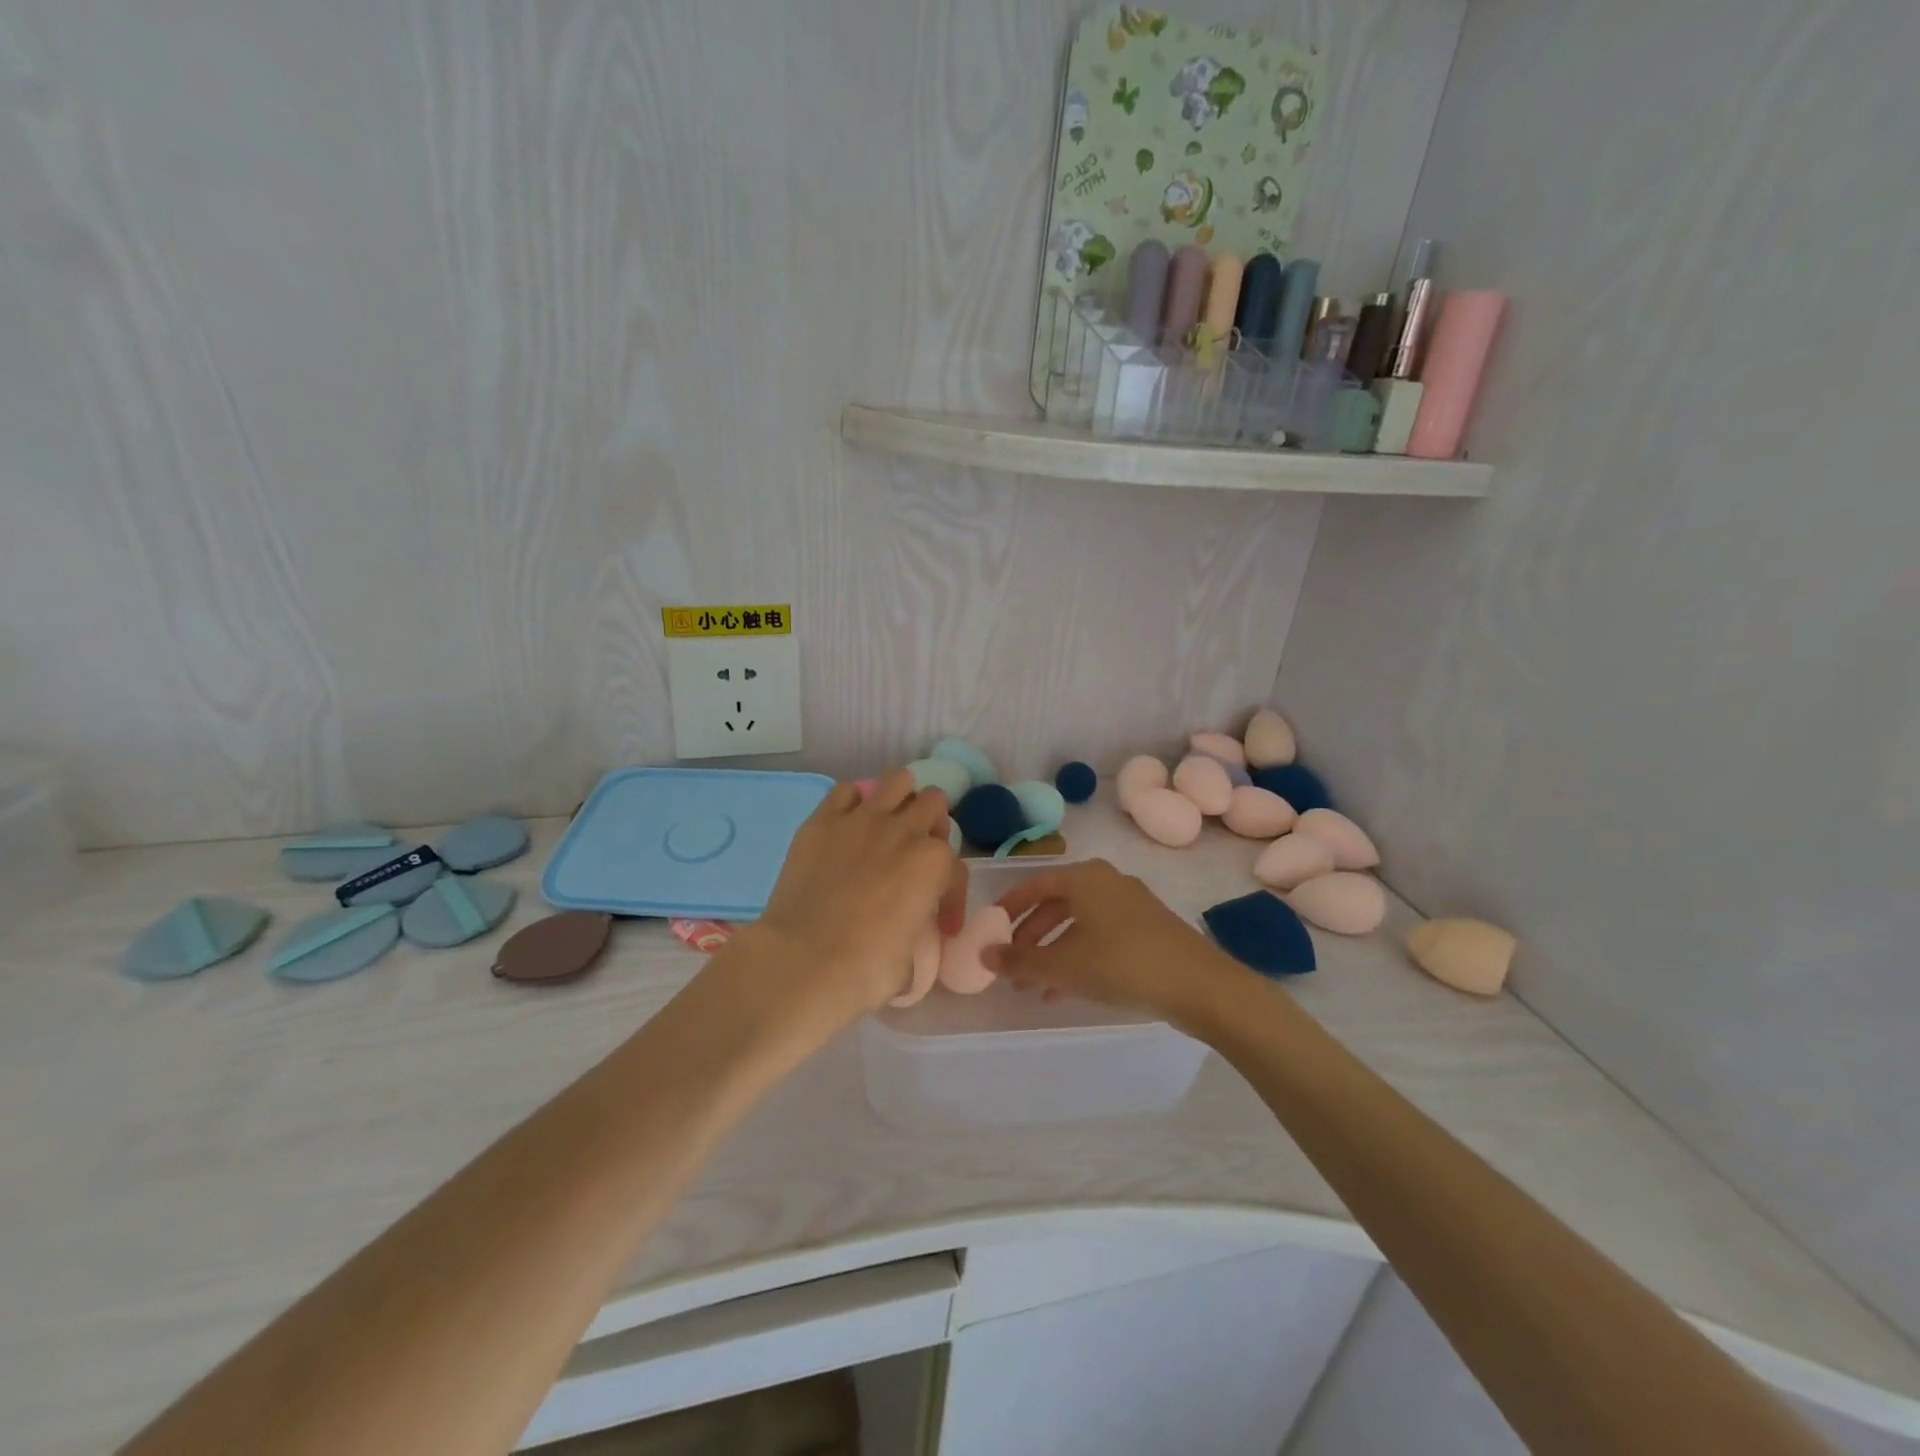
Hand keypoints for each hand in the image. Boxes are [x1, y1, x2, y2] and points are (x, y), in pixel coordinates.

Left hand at [745, 768, 966, 1026]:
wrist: (804, 961)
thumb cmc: (866, 970)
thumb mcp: (913, 959)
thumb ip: (919, 930)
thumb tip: (908, 931)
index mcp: (933, 863)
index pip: (956, 870)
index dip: (952, 900)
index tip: (941, 926)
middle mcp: (903, 830)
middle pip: (933, 803)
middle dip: (932, 827)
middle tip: (916, 856)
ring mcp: (862, 819)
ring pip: (898, 779)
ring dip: (901, 799)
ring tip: (890, 825)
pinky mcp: (822, 821)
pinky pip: (846, 791)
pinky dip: (854, 803)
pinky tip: (850, 826)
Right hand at [985, 859, 1243, 1029]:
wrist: (1199, 985)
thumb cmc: (1123, 963)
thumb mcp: (1064, 966)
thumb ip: (1020, 962)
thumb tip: (984, 956)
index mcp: (1084, 878)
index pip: (1034, 884)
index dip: (1008, 907)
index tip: (990, 931)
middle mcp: (1106, 882)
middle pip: (1055, 905)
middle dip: (1030, 938)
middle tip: (1012, 967)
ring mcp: (1131, 905)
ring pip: (1078, 925)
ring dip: (1053, 953)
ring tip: (1034, 988)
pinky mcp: (1148, 930)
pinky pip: (1100, 937)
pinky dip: (1079, 958)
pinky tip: (1067, 991)